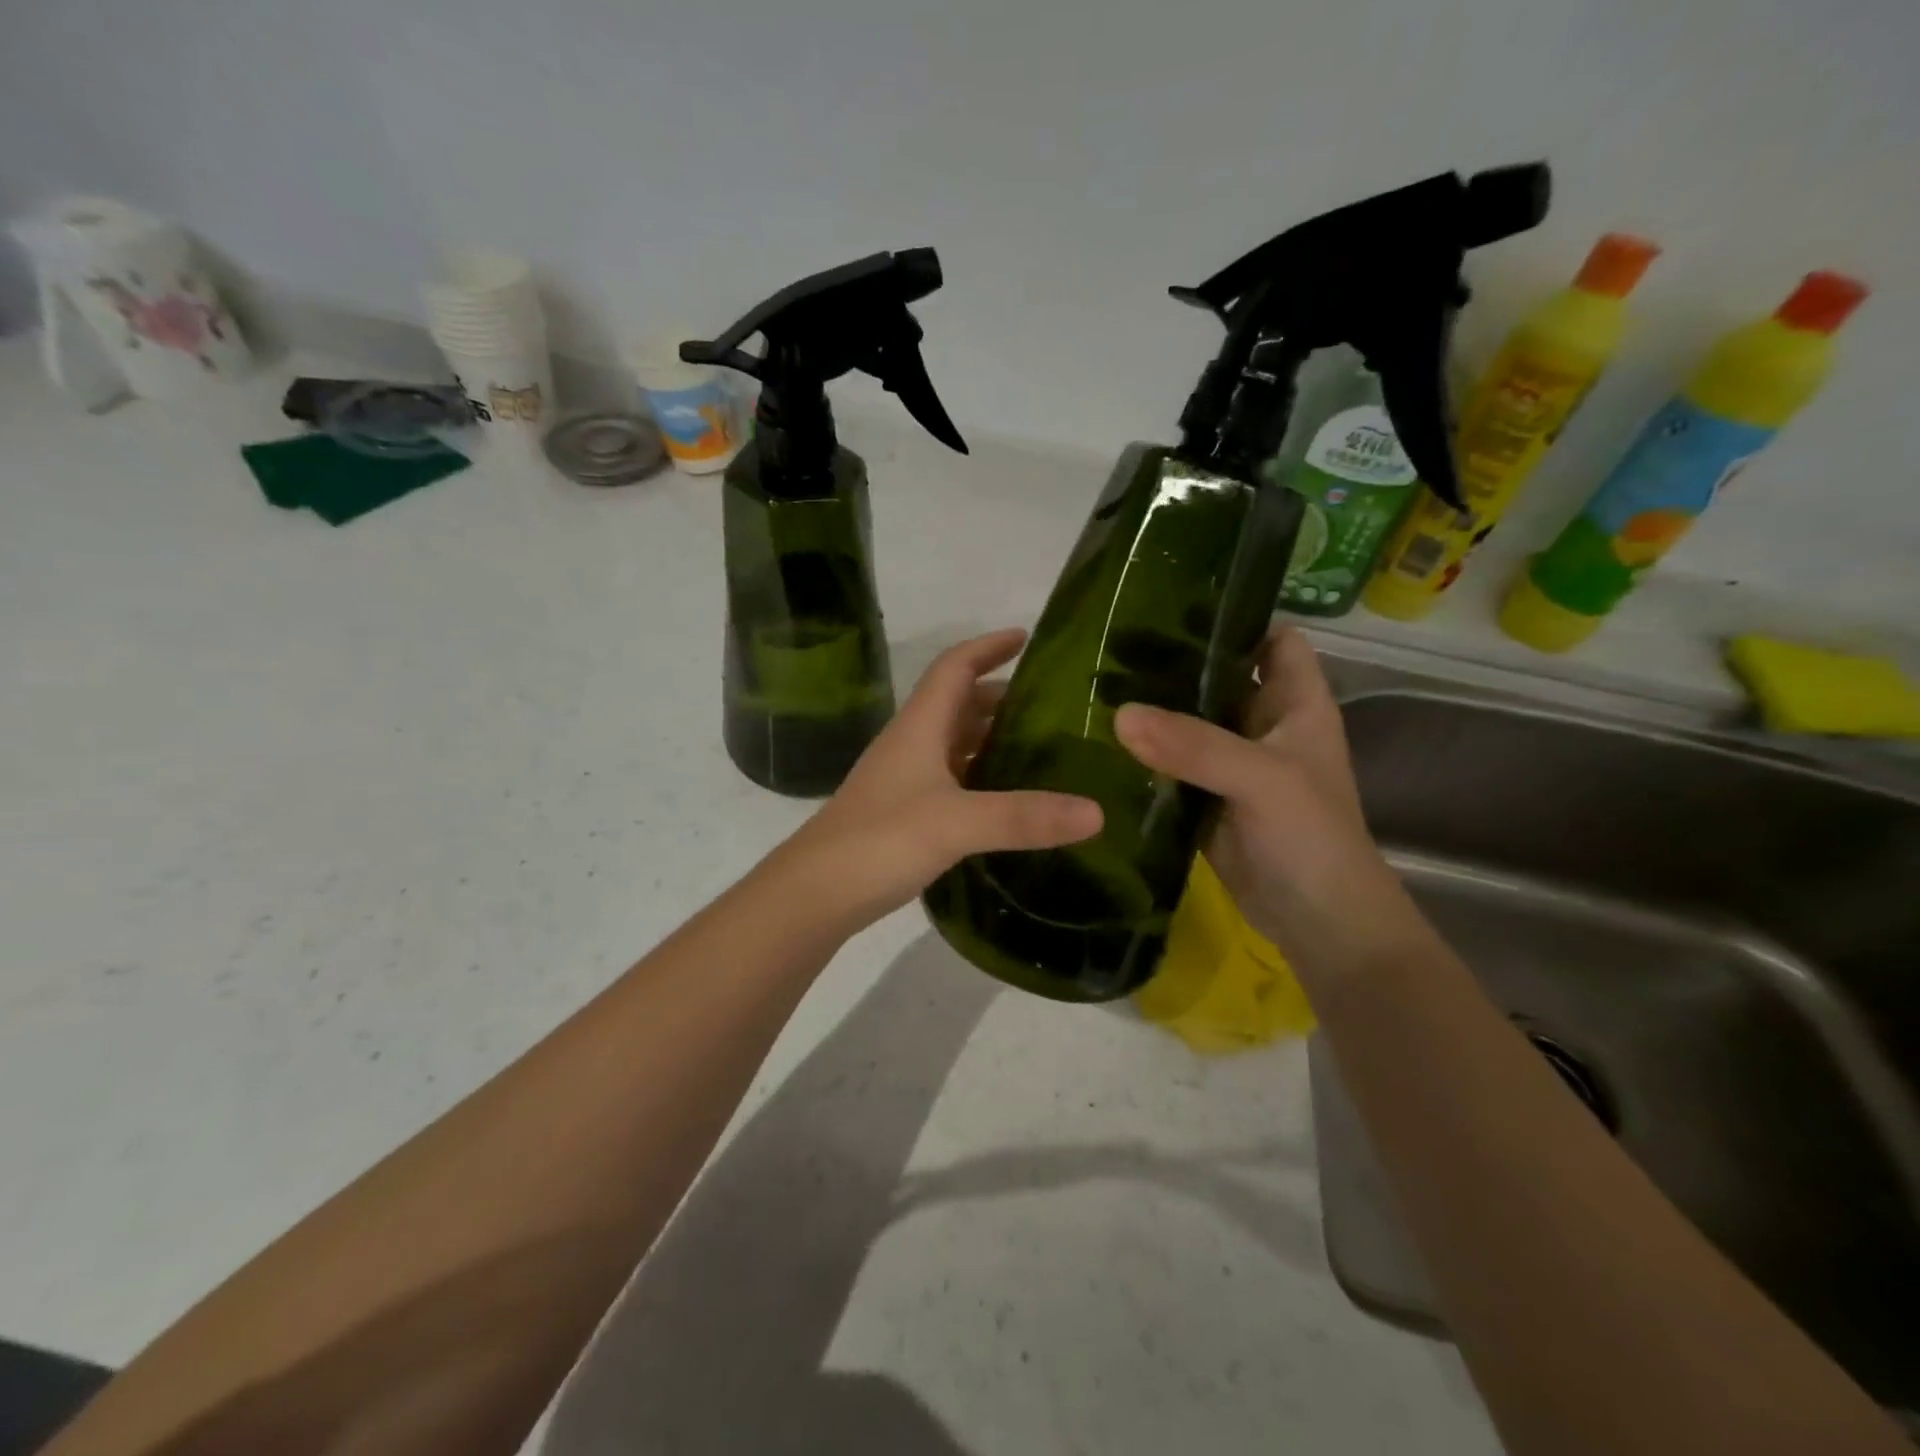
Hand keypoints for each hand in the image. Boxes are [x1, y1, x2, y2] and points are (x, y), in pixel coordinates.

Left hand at [783, 628, 1101, 928]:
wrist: (815, 894)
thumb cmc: (880, 841)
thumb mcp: (957, 823)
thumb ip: (1024, 817)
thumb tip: (1096, 812)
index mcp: (919, 727)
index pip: (954, 667)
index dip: (987, 646)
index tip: (1027, 637)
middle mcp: (911, 744)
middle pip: (957, 703)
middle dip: (1000, 695)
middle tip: (1051, 705)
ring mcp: (904, 780)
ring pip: (953, 743)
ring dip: (990, 736)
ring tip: (1039, 747)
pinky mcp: (903, 813)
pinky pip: (950, 779)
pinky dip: (979, 776)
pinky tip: (1005, 797)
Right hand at [1115, 626, 1425, 975]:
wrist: (1316, 921)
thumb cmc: (1310, 836)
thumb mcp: (1261, 779)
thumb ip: (1195, 745)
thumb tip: (1120, 715)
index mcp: (1296, 703)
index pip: (1272, 638)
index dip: (1236, 616)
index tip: (1174, 601)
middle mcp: (1264, 725)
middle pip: (1219, 677)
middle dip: (1174, 662)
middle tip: (1111, 644)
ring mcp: (1232, 764)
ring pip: (1189, 722)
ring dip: (1153, 710)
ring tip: (1094, 684)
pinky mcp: (1205, 798)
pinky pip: (1172, 765)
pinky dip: (1144, 755)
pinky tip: (1101, 741)